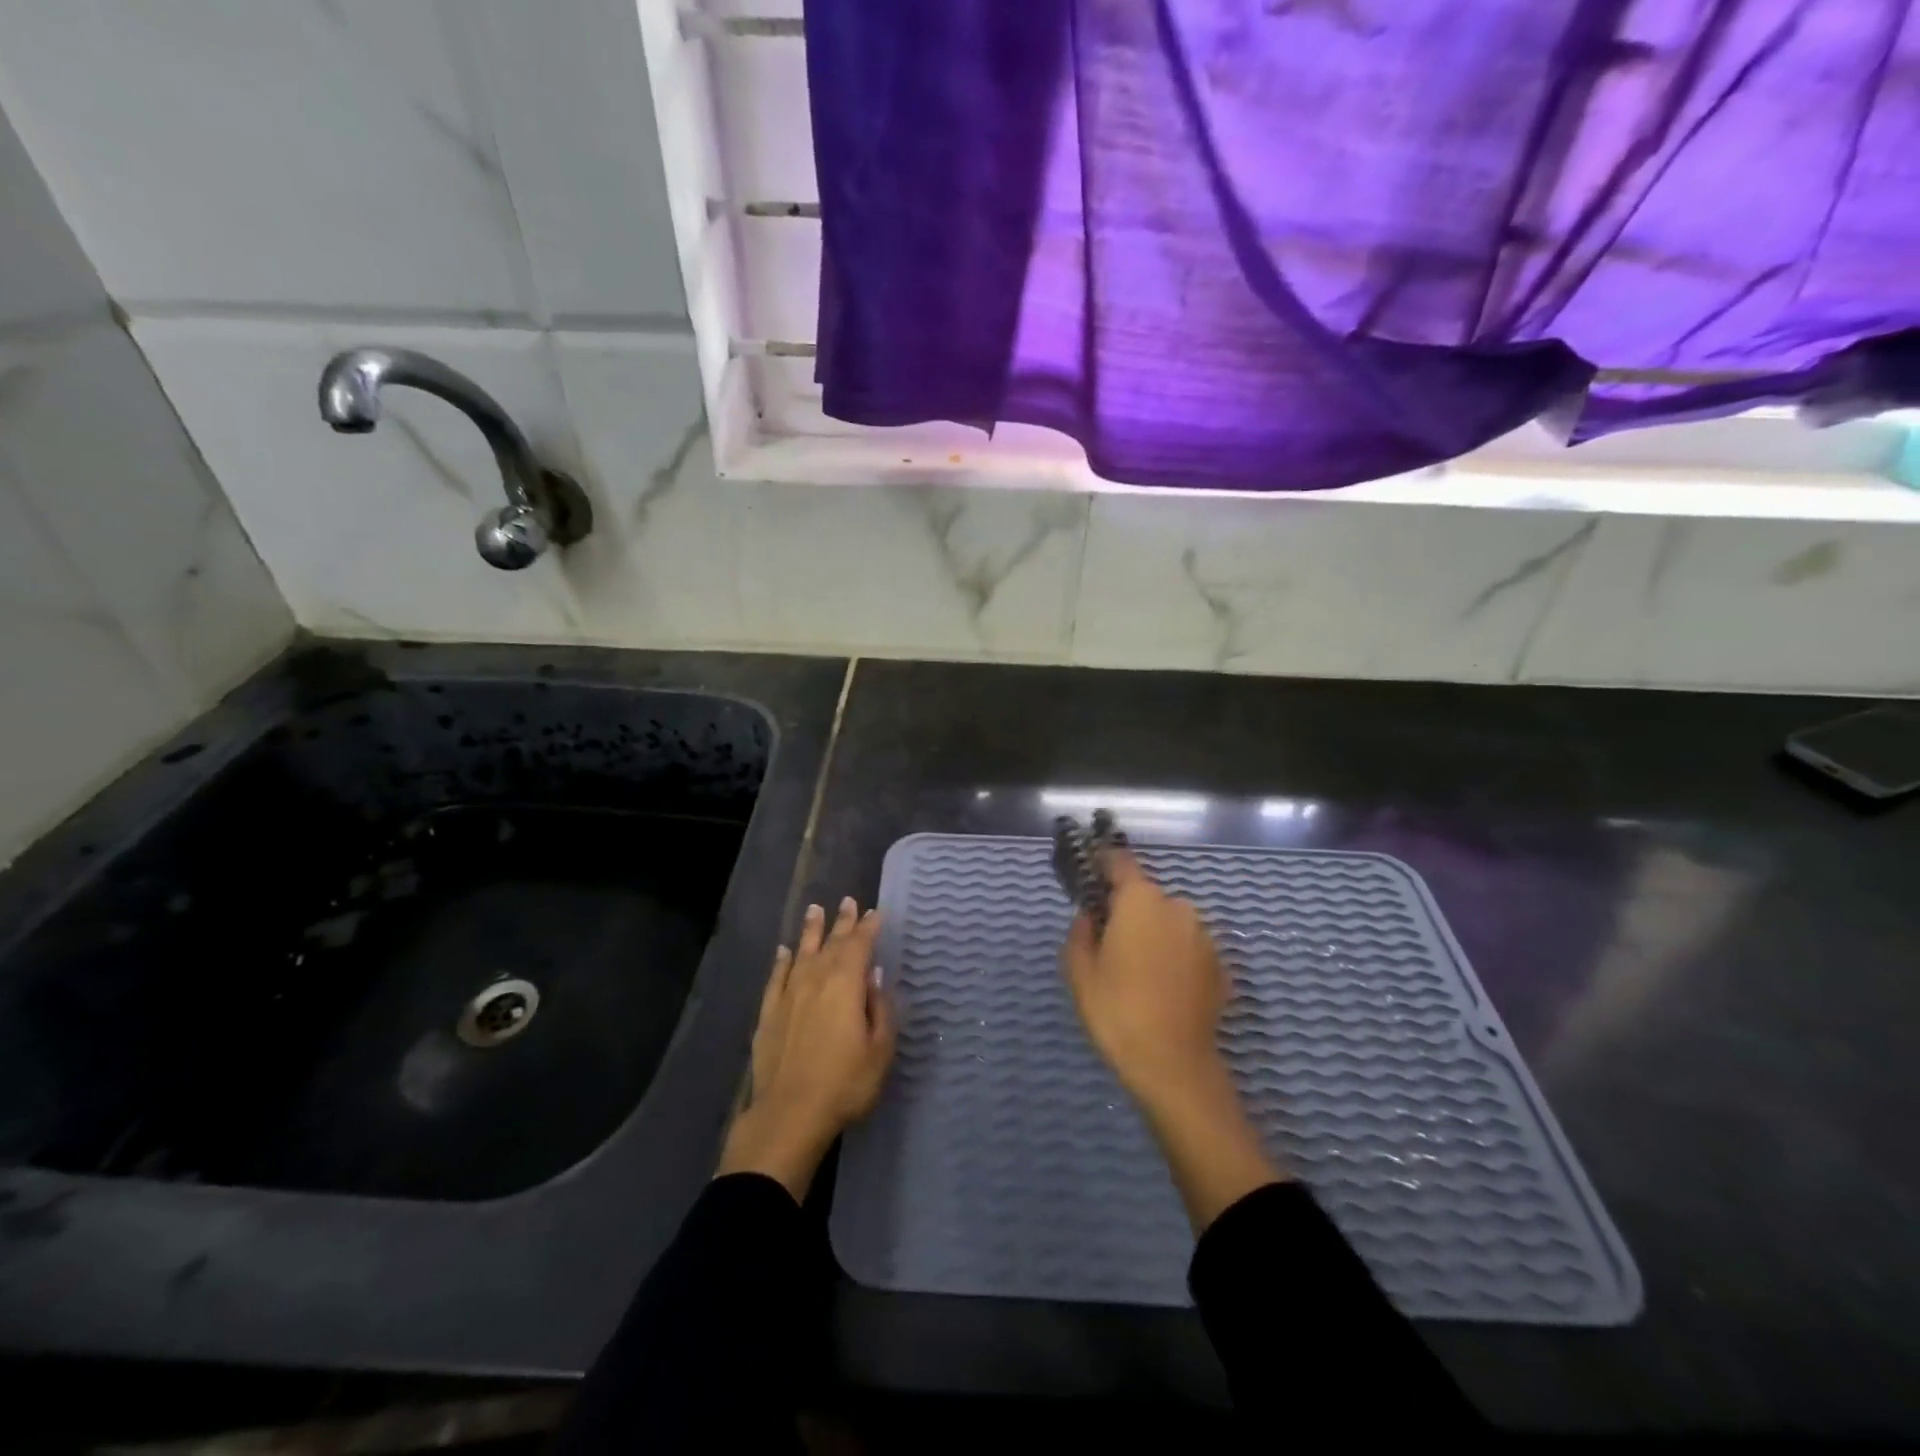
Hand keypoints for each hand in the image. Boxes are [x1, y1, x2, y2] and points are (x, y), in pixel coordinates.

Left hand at [717, 897, 895, 1200]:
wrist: (789, 1114)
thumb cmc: (845, 1084)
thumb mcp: (880, 1051)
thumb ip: (880, 1009)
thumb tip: (873, 977)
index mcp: (846, 985)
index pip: (859, 946)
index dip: (868, 928)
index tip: (875, 912)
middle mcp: (816, 980)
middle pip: (831, 943)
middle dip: (842, 922)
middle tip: (848, 901)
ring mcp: (789, 995)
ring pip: (801, 952)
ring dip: (810, 931)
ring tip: (815, 909)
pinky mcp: (768, 1013)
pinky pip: (776, 977)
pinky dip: (780, 961)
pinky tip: (782, 951)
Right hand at [1062, 848, 1230, 1107]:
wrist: (1174, 1066)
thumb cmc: (1117, 1011)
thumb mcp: (1080, 971)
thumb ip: (1080, 932)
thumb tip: (1090, 916)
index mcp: (1141, 900)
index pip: (1120, 862)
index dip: (1103, 864)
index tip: (1090, 876)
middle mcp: (1178, 908)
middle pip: (1146, 896)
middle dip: (1129, 910)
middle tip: (1111, 943)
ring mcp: (1205, 936)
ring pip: (1170, 922)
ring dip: (1155, 934)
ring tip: (1139, 972)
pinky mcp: (1221, 966)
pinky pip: (1189, 948)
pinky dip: (1176, 958)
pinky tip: (1163, 989)